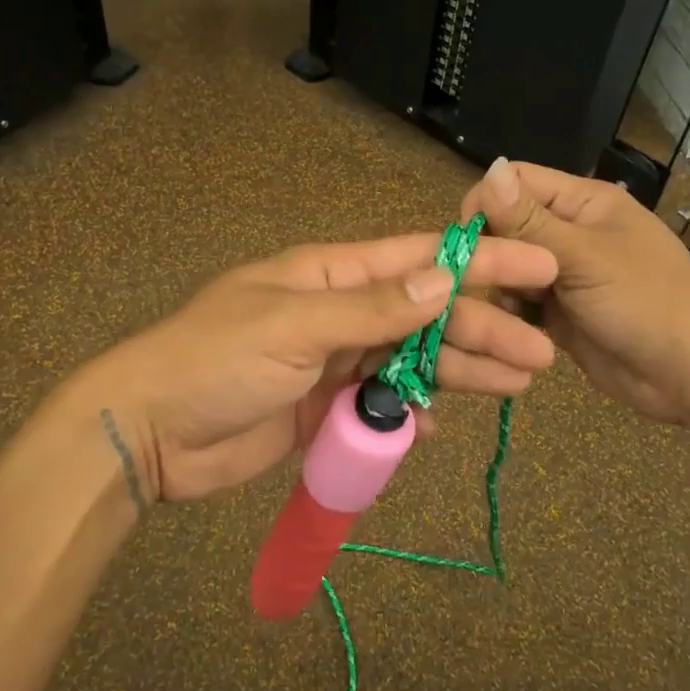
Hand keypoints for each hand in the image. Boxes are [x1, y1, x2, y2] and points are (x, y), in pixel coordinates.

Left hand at [56, 233, 558, 503]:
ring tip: (518, 383)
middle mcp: (340, 312)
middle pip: (426, 314)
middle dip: (483, 328)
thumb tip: (445, 277)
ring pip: (412, 360)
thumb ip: (372, 308)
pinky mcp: (324, 407)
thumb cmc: (215, 361)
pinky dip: (411, 414)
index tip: (539, 265)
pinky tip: (438, 428)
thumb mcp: (294, 326)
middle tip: (540, 354)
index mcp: (331, 275)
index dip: (481, 261)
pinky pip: (382, 403)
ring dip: (462, 370)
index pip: (419, 259)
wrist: (150, 431)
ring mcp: (334, 361)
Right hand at [460, 158, 689, 424]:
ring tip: (512, 312)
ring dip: (502, 288)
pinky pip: (520, 303)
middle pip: (507, 226)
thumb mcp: (585, 257)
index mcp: (583, 203)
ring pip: (508, 268)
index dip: (487, 203)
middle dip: (492, 252)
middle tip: (489, 284)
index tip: (470, 240)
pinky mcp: (558, 313)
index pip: (517, 183)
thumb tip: (490, 167)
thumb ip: (530, 220)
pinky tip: (516, 331)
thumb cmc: (646, 303)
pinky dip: (512, 315)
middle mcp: (569, 233)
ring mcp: (563, 275)